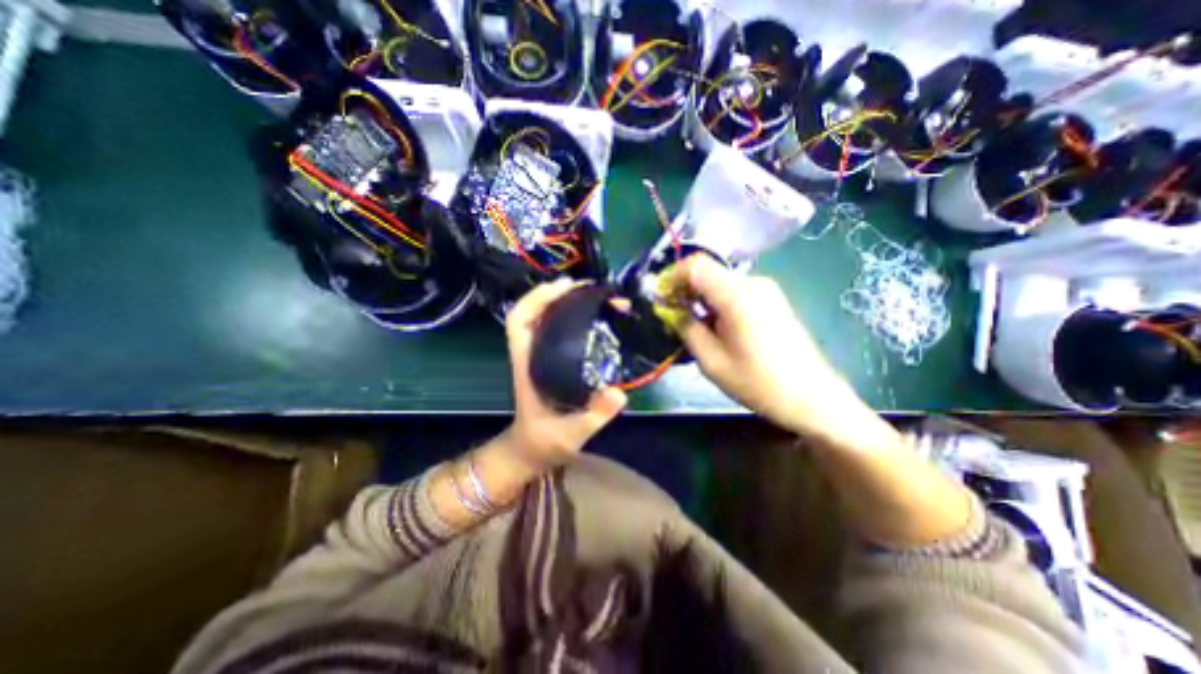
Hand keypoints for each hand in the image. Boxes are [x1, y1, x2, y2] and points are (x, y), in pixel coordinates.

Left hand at [503, 280, 628, 468]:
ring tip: (595, 296)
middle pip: (533, 311)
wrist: (533, 450)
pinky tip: (594, 317)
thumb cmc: (545, 441)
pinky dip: (572, 316)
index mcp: (527, 363)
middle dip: (558, 293)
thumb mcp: (571, 433)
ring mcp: (540, 355)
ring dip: (566, 302)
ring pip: (545, 317)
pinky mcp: (551, 359)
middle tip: (590, 288)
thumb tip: (620, 393)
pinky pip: (557, 329)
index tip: (564, 287)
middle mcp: (531, 352)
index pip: (519, 321)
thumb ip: (594, 415)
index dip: (537, 298)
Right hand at [674, 255, 875, 439]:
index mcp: (737, 295)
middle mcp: (753, 283)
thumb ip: (687, 329)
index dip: (673, 277)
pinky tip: (716, 327)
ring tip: (693, 326)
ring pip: (720, 283)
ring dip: (701, 298)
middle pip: (708, 272)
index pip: (697, 265)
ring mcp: (766, 290)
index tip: (662, 299)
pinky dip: (717, 303)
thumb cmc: (758, 383)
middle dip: (685, 290)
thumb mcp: (712, 361)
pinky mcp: (772, 300)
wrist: (811, 397)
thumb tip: (672, 310)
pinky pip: (735, 292)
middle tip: (673, 316)